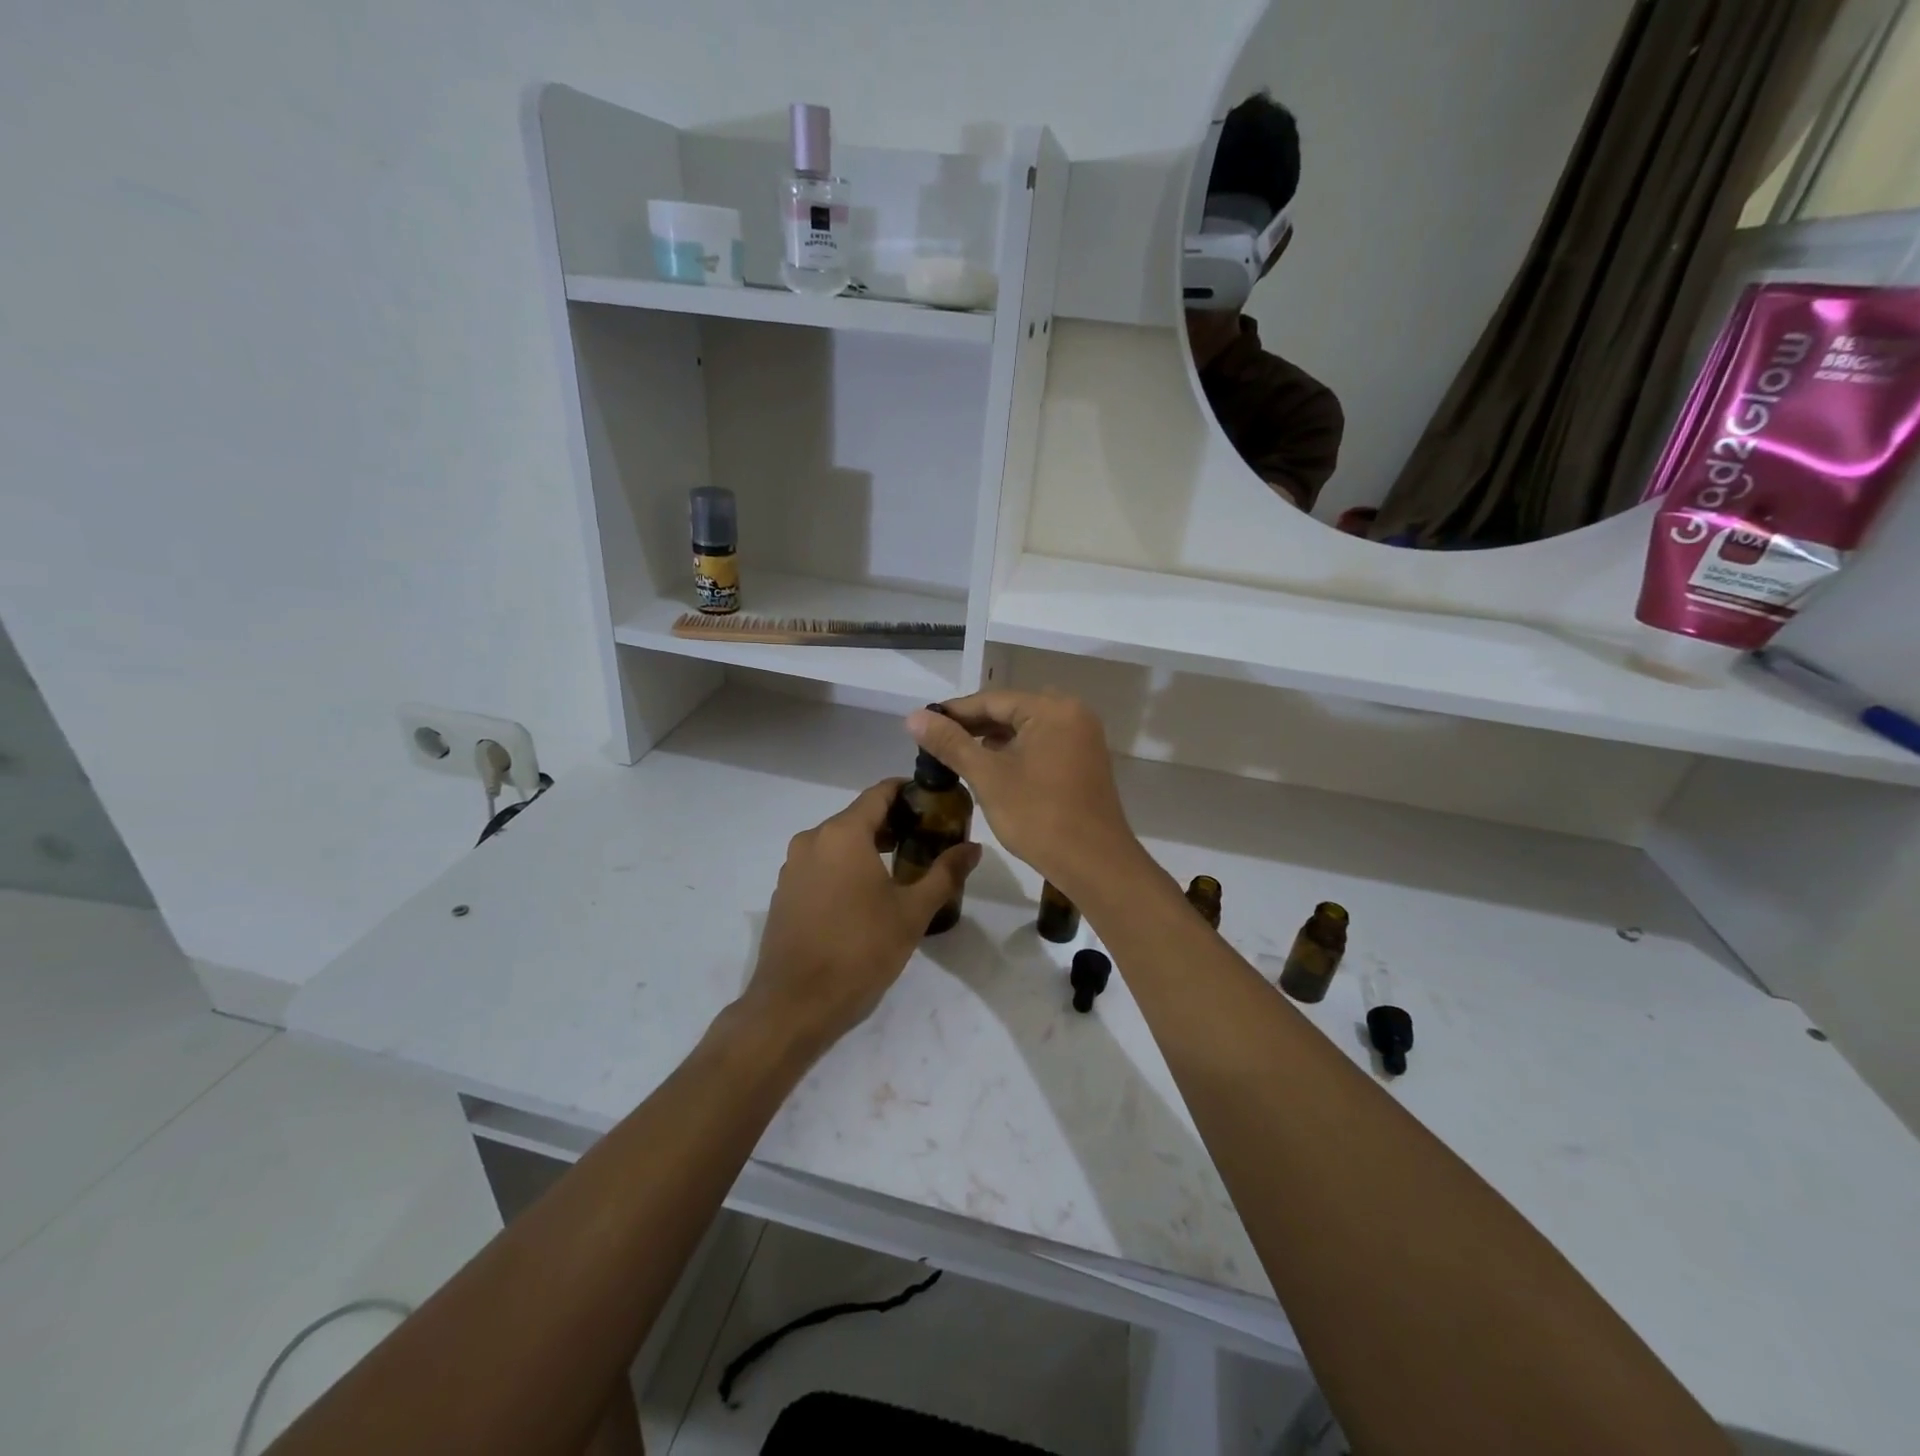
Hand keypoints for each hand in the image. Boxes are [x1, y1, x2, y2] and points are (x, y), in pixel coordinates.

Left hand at [741, 778, 980, 1055]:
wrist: (795, 1005)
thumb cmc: (860, 951)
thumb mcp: (912, 912)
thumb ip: (945, 873)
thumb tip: (974, 848)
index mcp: (843, 834)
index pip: (879, 793)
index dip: (908, 793)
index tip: (934, 804)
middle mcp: (812, 840)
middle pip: (858, 816)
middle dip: (893, 823)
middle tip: (927, 840)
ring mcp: (792, 867)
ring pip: (838, 842)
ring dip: (869, 846)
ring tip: (903, 868)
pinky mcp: (784, 893)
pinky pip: (821, 865)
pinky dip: (845, 867)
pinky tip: (865, 896)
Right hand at [907, 691, 1143, 897]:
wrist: (1094, 864)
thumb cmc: (1039, 816)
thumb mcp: (988, 777)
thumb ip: (951, 743)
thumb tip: (914, 717)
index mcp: (1053, 710)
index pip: (993, 700)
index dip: (954, 712)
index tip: (921, 723)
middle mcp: (1073, 714)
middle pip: (1011, 711)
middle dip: (973, 725)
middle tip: (934, 740)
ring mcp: (1082, 739)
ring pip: (1026, 730)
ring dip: (993, 739)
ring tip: (956, 753)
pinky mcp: (1084, 762)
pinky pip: (1042, 745)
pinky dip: (1015, 753)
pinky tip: (991, 767)